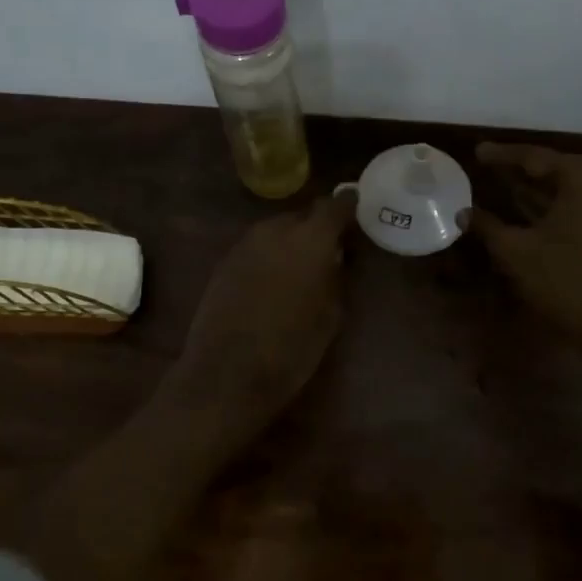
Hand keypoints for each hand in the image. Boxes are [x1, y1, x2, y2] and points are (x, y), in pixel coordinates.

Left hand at [167, 190, 357, 439]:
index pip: (334, 206)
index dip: (347, 208)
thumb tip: (336, 257)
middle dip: (317, 229)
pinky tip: (273, 282)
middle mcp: (275, 231)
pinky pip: (256, 248)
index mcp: (310, 239)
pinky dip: (269, 256)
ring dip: (291, 242)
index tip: (357, 214)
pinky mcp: (224, 262)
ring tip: (301, 269)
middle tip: (330, 252)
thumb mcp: (330, 316)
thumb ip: (335, 277)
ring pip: (276, 231)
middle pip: (302, 216)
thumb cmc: (291, 350)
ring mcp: (245, 244)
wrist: (227, 374)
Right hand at [460, 142, 581, 375]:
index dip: (502, 156)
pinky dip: (556, 207)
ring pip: (570, 190)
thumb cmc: (567, 281)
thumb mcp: (517, 253)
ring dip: (539, 190)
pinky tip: (537, 216)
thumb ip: (488, 226)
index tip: (477, 152)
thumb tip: (462, 212)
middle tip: (492, 168)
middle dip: (522, 170)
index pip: (535, 156)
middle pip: (556, 169)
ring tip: (509, 188)